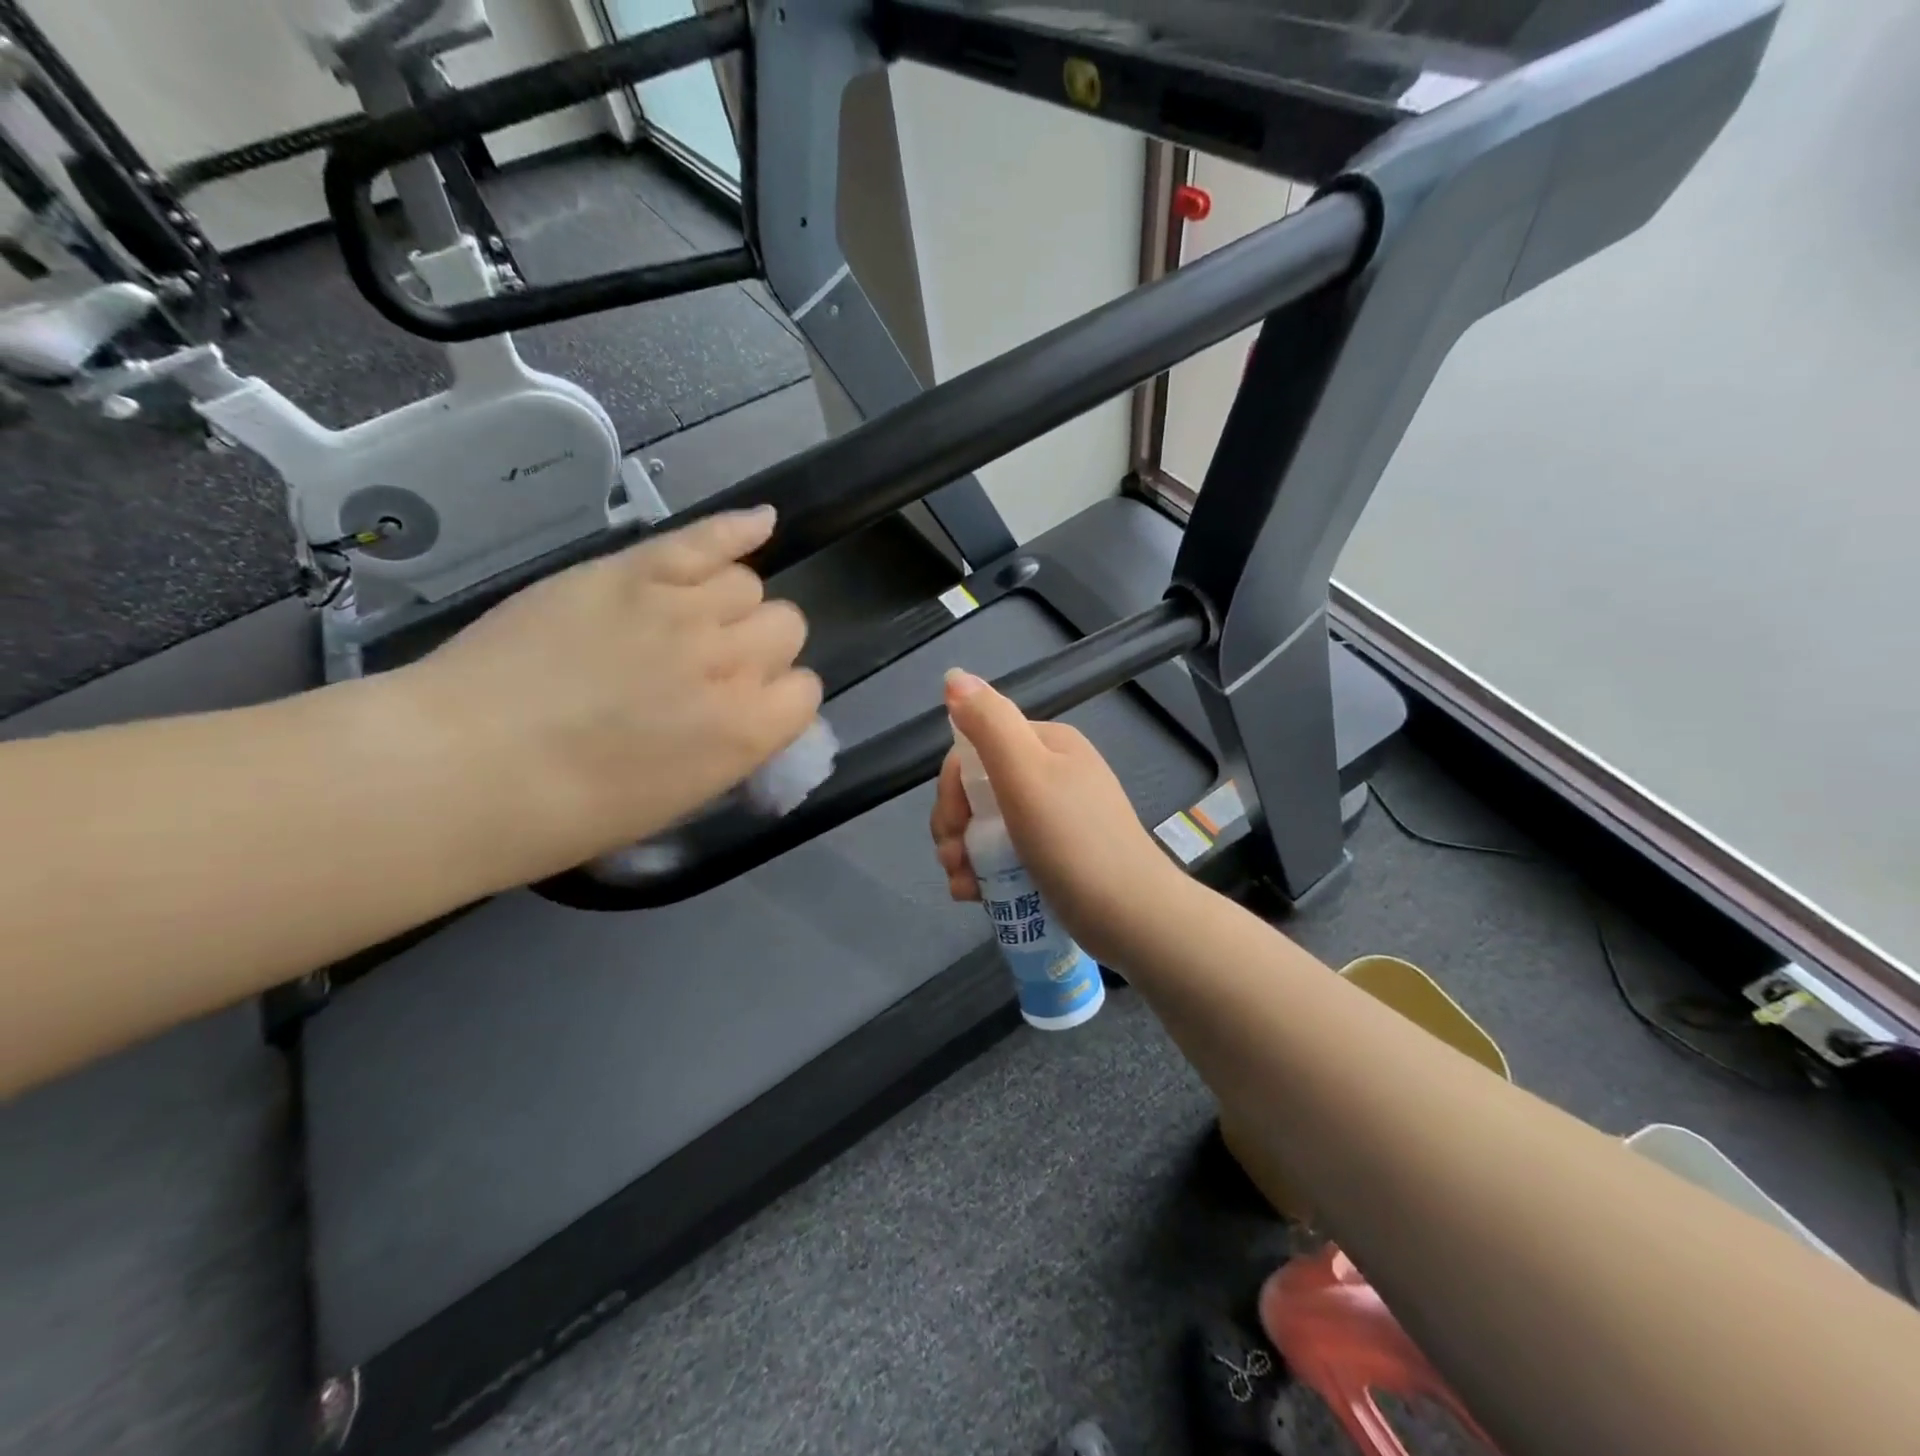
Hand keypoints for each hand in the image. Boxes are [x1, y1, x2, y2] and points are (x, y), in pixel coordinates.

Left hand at [396, 508, 821, 877]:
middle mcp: (729, 662)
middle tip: (712, 669)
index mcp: (746, 732)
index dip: (778, 700)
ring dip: (730, 606)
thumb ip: (731, 750)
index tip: (745, 709)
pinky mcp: (629, 570)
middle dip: (760, 649)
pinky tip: (762, 523)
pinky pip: (706, 538)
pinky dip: (739, 529)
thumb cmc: (569, 813)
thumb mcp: (679, 801)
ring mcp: (680, 608)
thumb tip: (750, 718)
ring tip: (687, 623)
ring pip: (747, 584)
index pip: (805, 692)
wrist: (463, 768)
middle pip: (786, 627)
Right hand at [930, 669, 1181, 963]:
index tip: (951, 824)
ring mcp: (1054, 818)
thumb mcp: (1027, 774)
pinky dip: (983, 872)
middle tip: (952, 860)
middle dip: (954, 825)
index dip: (952, 786)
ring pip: (986, 826)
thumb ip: (989, 723)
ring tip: (962, 886)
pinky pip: (1004, 855)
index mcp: (1047, 746)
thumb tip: (954, 676)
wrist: (1132, 917)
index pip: (976, 750)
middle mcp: (1051, 775)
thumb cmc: (1074, 842)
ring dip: (962, 853)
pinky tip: (975, 896)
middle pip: (978, 790)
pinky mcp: (1053, 857)